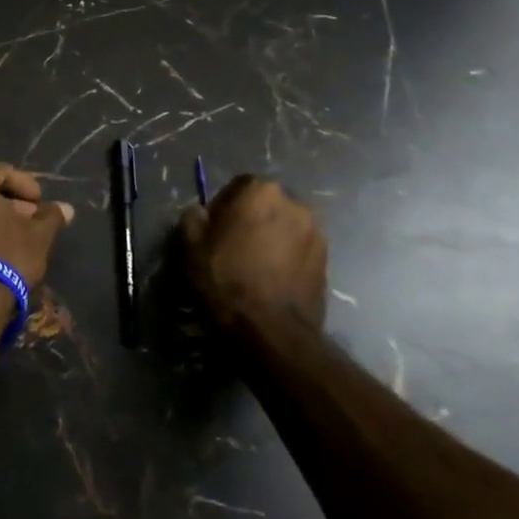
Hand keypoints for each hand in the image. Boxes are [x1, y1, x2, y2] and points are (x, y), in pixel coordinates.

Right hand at [179, 175, 327, 331]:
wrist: (271, 331)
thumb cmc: (226, 279)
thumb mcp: (190, 244)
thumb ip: (194, 216)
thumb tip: (203, 213)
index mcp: (261, 190)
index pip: (238, 186)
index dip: (223, 207)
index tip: (214, 231)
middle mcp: (295, 203)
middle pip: (265, 206)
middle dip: (251, 220)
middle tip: (234, 248)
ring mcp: (316, 233)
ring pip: (284, 229)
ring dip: (271, 240)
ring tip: (255, 267)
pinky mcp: (328, 262)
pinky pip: (299, 251)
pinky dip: (286, 259)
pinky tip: (272, 281)